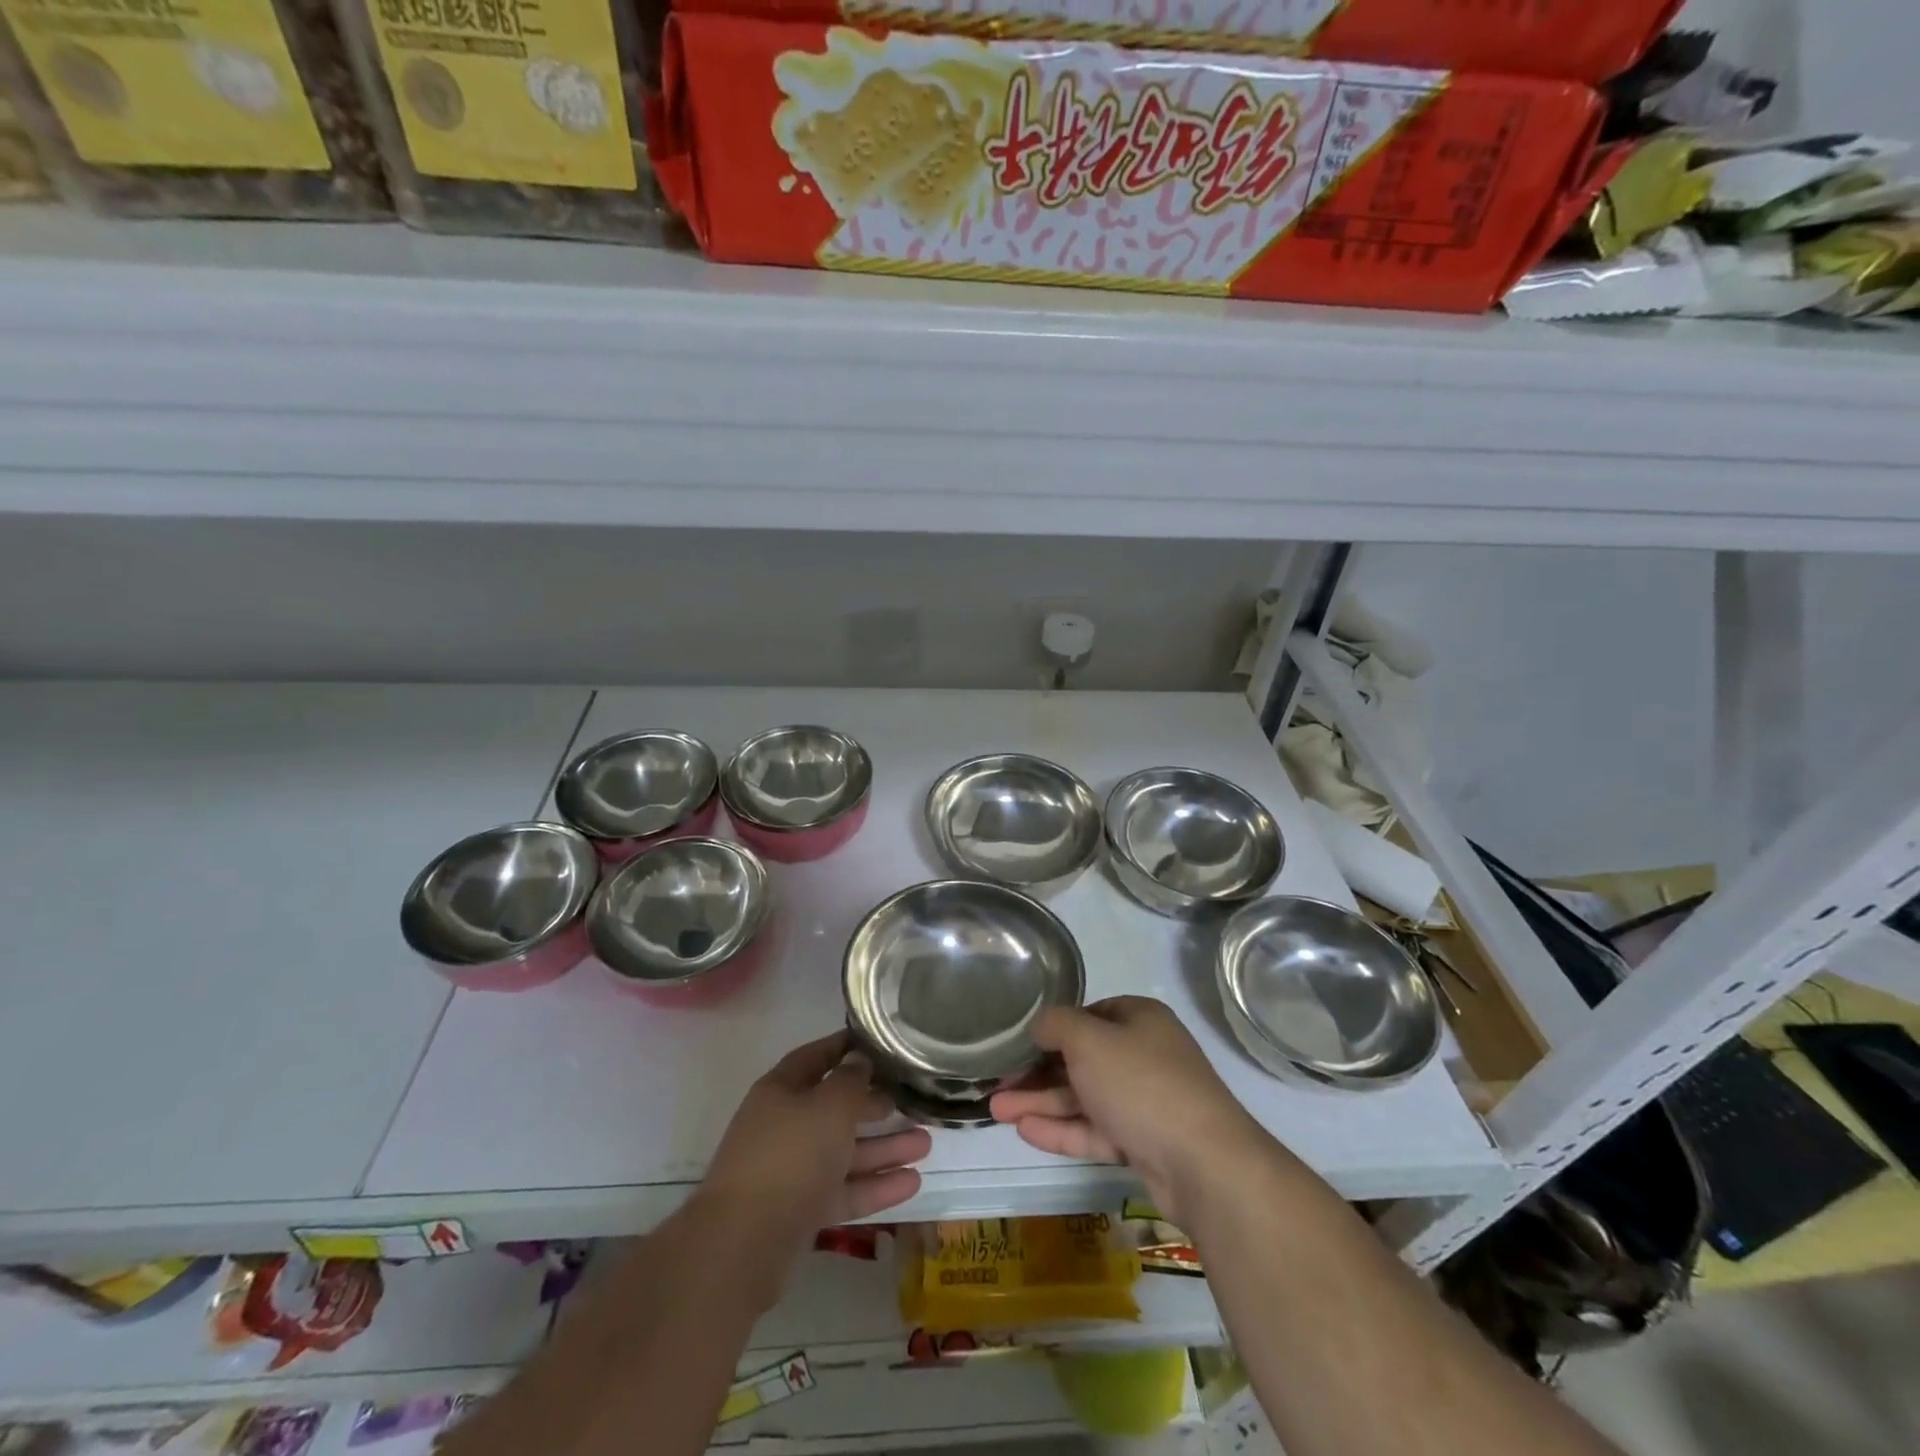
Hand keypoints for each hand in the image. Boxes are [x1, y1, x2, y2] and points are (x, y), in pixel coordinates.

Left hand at [697, 1031, 930, 1296]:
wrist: (743, 1244)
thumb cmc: (790, 1156)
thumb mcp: (829, 1106)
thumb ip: (851, 1081)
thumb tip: (861, 1061)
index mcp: (782, 1090)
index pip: (817, 1057)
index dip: (846, 1047)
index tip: (881, 1043)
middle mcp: (785, 1125)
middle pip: (835, 1107)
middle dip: (875, 1104)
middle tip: (911, 1099)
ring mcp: (792, 1170)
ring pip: (845, 1151)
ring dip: (884, 1147)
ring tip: (926, 1143)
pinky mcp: (801, 1211)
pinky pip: (844, 1190)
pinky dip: (875, 1185)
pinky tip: (913, 1183)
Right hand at [990, 996, 1278, 1225]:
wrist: (1203, 1163)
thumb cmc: (1141, 1083)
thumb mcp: (1089, 1040)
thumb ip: (1057, 1025)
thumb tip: (1040, 1025)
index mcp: (1139, 1019)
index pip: (1088, 1014)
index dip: (1051, 1029)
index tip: (1018, 1044)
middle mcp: (1144, 1054)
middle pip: (1082, 1059)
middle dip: (1037, 1072)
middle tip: (997, 1085)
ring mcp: (1146, 1101)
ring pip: (1085, 1097)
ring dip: (1041, 1102)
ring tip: (995, 1111)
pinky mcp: (1144, 1142)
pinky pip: (1096, 1129)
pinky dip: (1062, 1128)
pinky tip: (1025, 1130)